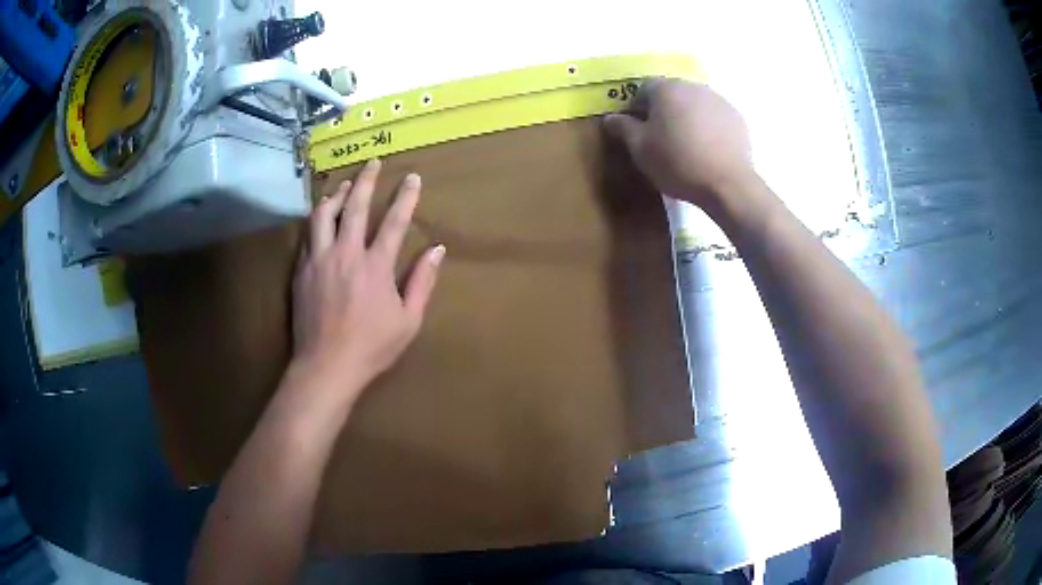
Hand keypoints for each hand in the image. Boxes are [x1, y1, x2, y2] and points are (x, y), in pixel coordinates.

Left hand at [292, 159, 444, 394]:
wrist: (326, 366)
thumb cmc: (371, 347)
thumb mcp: (408, 320)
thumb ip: (422, 282)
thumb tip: (437, 250)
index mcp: (376, 266)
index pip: (395, 222)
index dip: (406, 197)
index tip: (413, 177)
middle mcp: (347, 254)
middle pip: (356, 207)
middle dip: (367, 180)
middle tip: (373, 163)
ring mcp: (320, 260)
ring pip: (325, 215)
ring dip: (337, 195)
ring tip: (344, 184)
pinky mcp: (302, 270)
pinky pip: (308, 235)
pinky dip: (317, 219)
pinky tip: (321, 215)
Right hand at [603, 79, 754, 208]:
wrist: (728, 184)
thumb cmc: (677, 162)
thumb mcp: (640, 149)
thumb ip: (623, 128)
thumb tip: (610, 118)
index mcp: (666, 89)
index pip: (643, 88)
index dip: (637, 107)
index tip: (638, 129)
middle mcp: (693, 86)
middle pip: (672, 94)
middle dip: (664, 111)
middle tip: (661, 138)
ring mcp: (719, 100)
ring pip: (695, 104)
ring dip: (687, 117)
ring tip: (687, 145)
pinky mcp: (737, 118)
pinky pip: (715, 117)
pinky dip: (708, 127)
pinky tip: (708, 150)